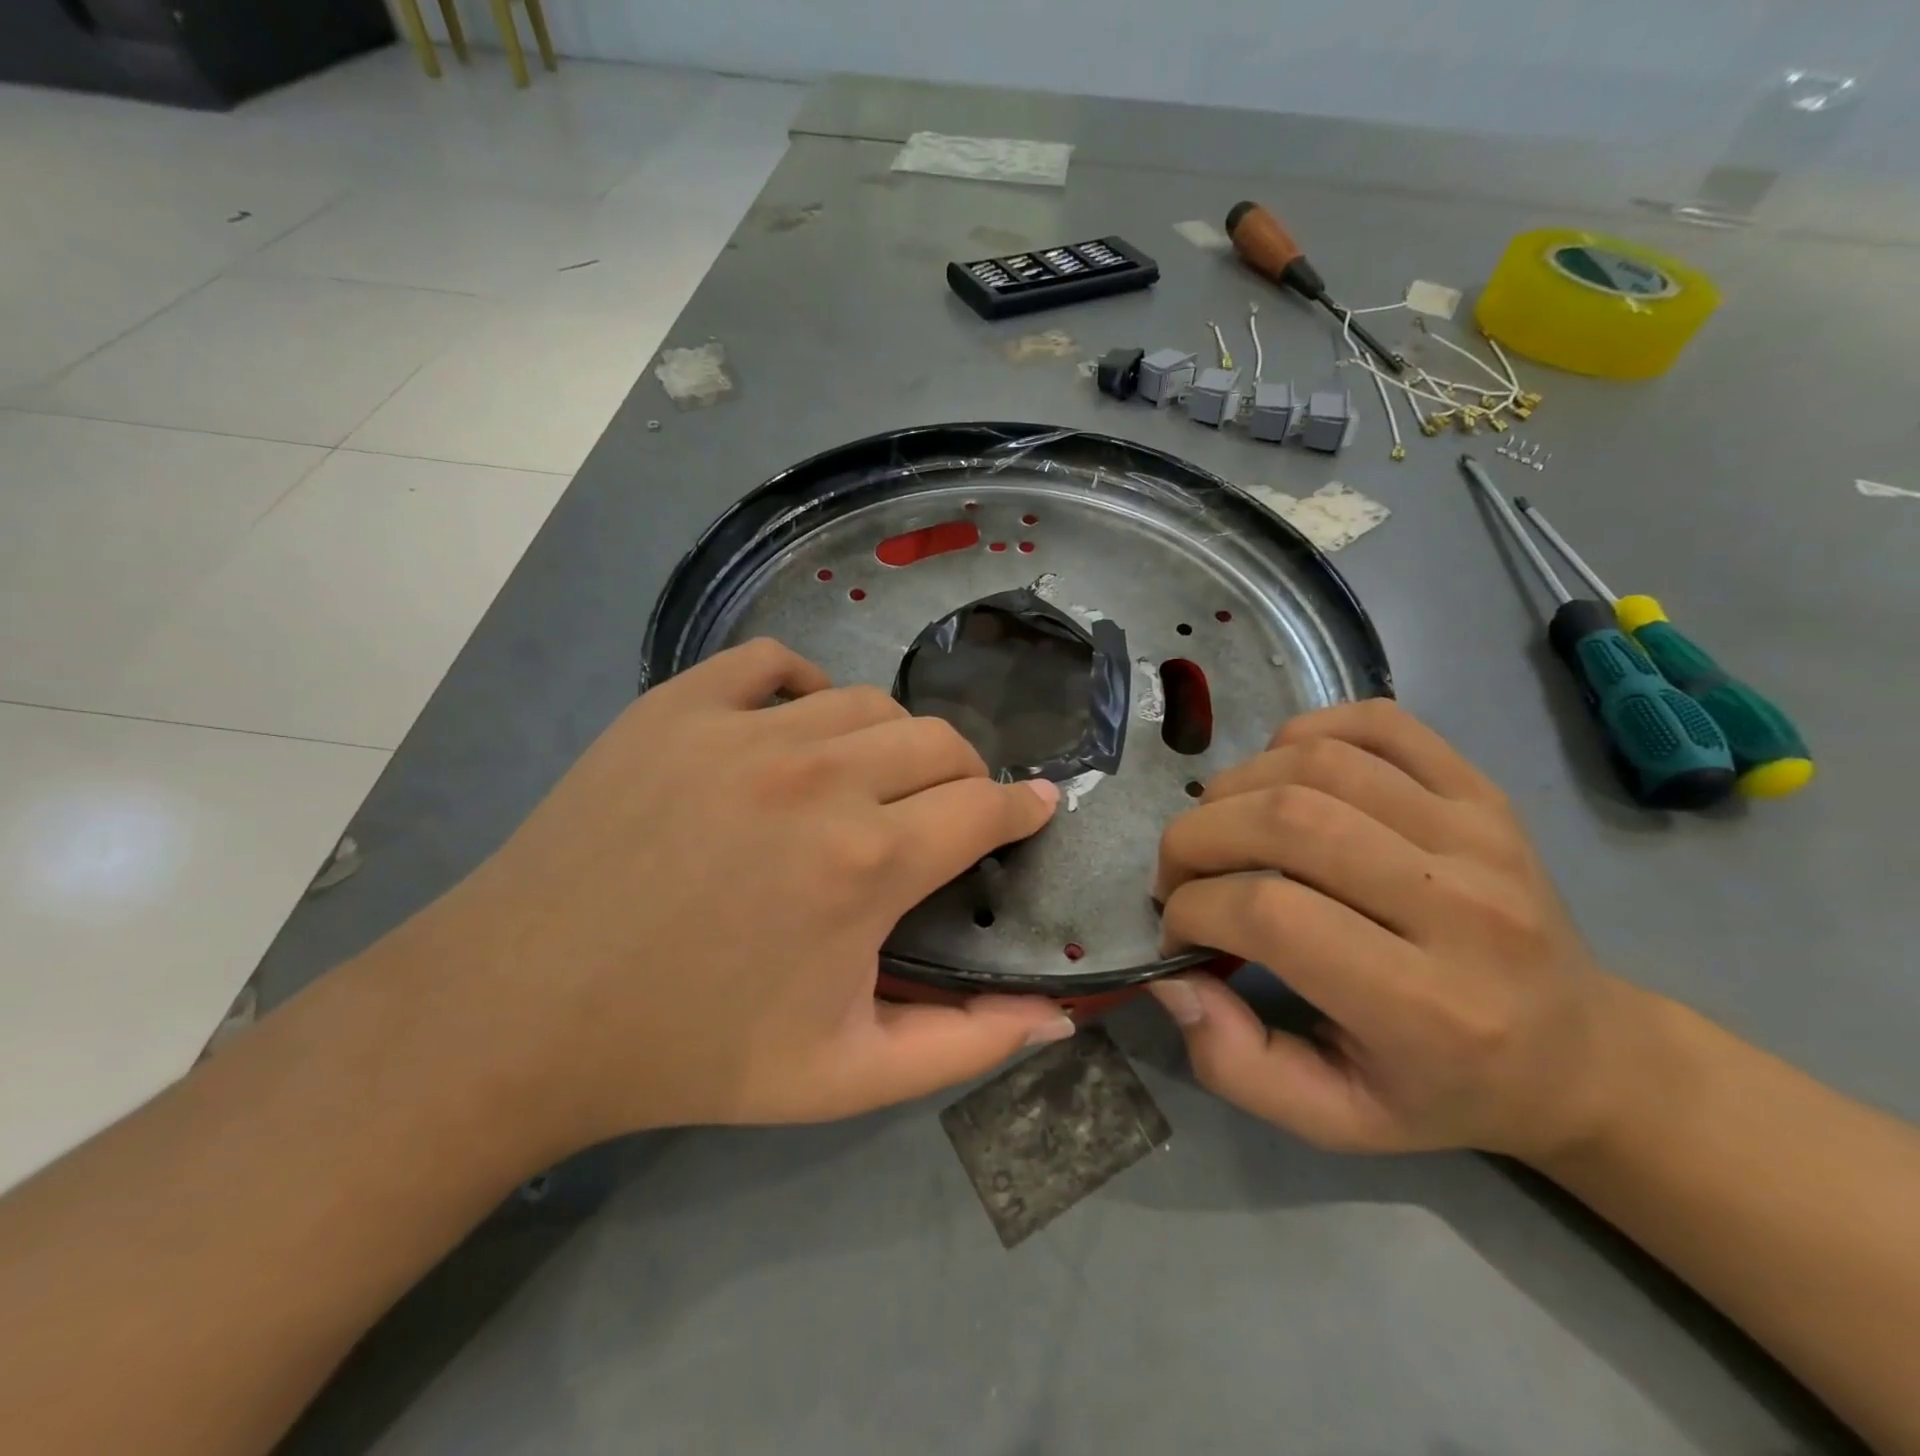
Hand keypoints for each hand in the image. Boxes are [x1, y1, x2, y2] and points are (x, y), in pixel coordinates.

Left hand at [394, 639, 1071, 1147]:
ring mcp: (741, 728)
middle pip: (939, 742)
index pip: (984, 807)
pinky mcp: (676, 706)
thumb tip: (1057, 1017)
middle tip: (949, 813)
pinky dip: (804, 686)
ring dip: (893, 741)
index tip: (1036, 810)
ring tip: (875, 780)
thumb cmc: (693, 1051)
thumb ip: (965, 1045)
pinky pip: (771, 663)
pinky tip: (798, 728)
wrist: (523, 1013)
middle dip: (966, 777)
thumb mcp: (844, 1077)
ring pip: (866, 702)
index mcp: (866, 862)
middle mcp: (818, 776)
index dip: (1023, 809)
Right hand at [1147, 699, 1634, 1161]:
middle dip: (1195, 838)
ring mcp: (1480, 832)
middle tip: (1180, 874)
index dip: (1193, 909)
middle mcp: (1464, 906)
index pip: (1270, 914)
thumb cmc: (1444, 1090)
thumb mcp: (1333, 1119)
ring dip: (1236, 786)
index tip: (1179, 932)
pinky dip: (1302, 734)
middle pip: (1286, 820)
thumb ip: (1234, 1063)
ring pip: (1318, 762)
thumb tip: (1170, 978)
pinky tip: (1281, 777)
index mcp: (1430, 1006)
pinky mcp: (1484, 790)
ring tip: (1222, 828)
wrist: (1582, 1053)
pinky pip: (1375, 723)